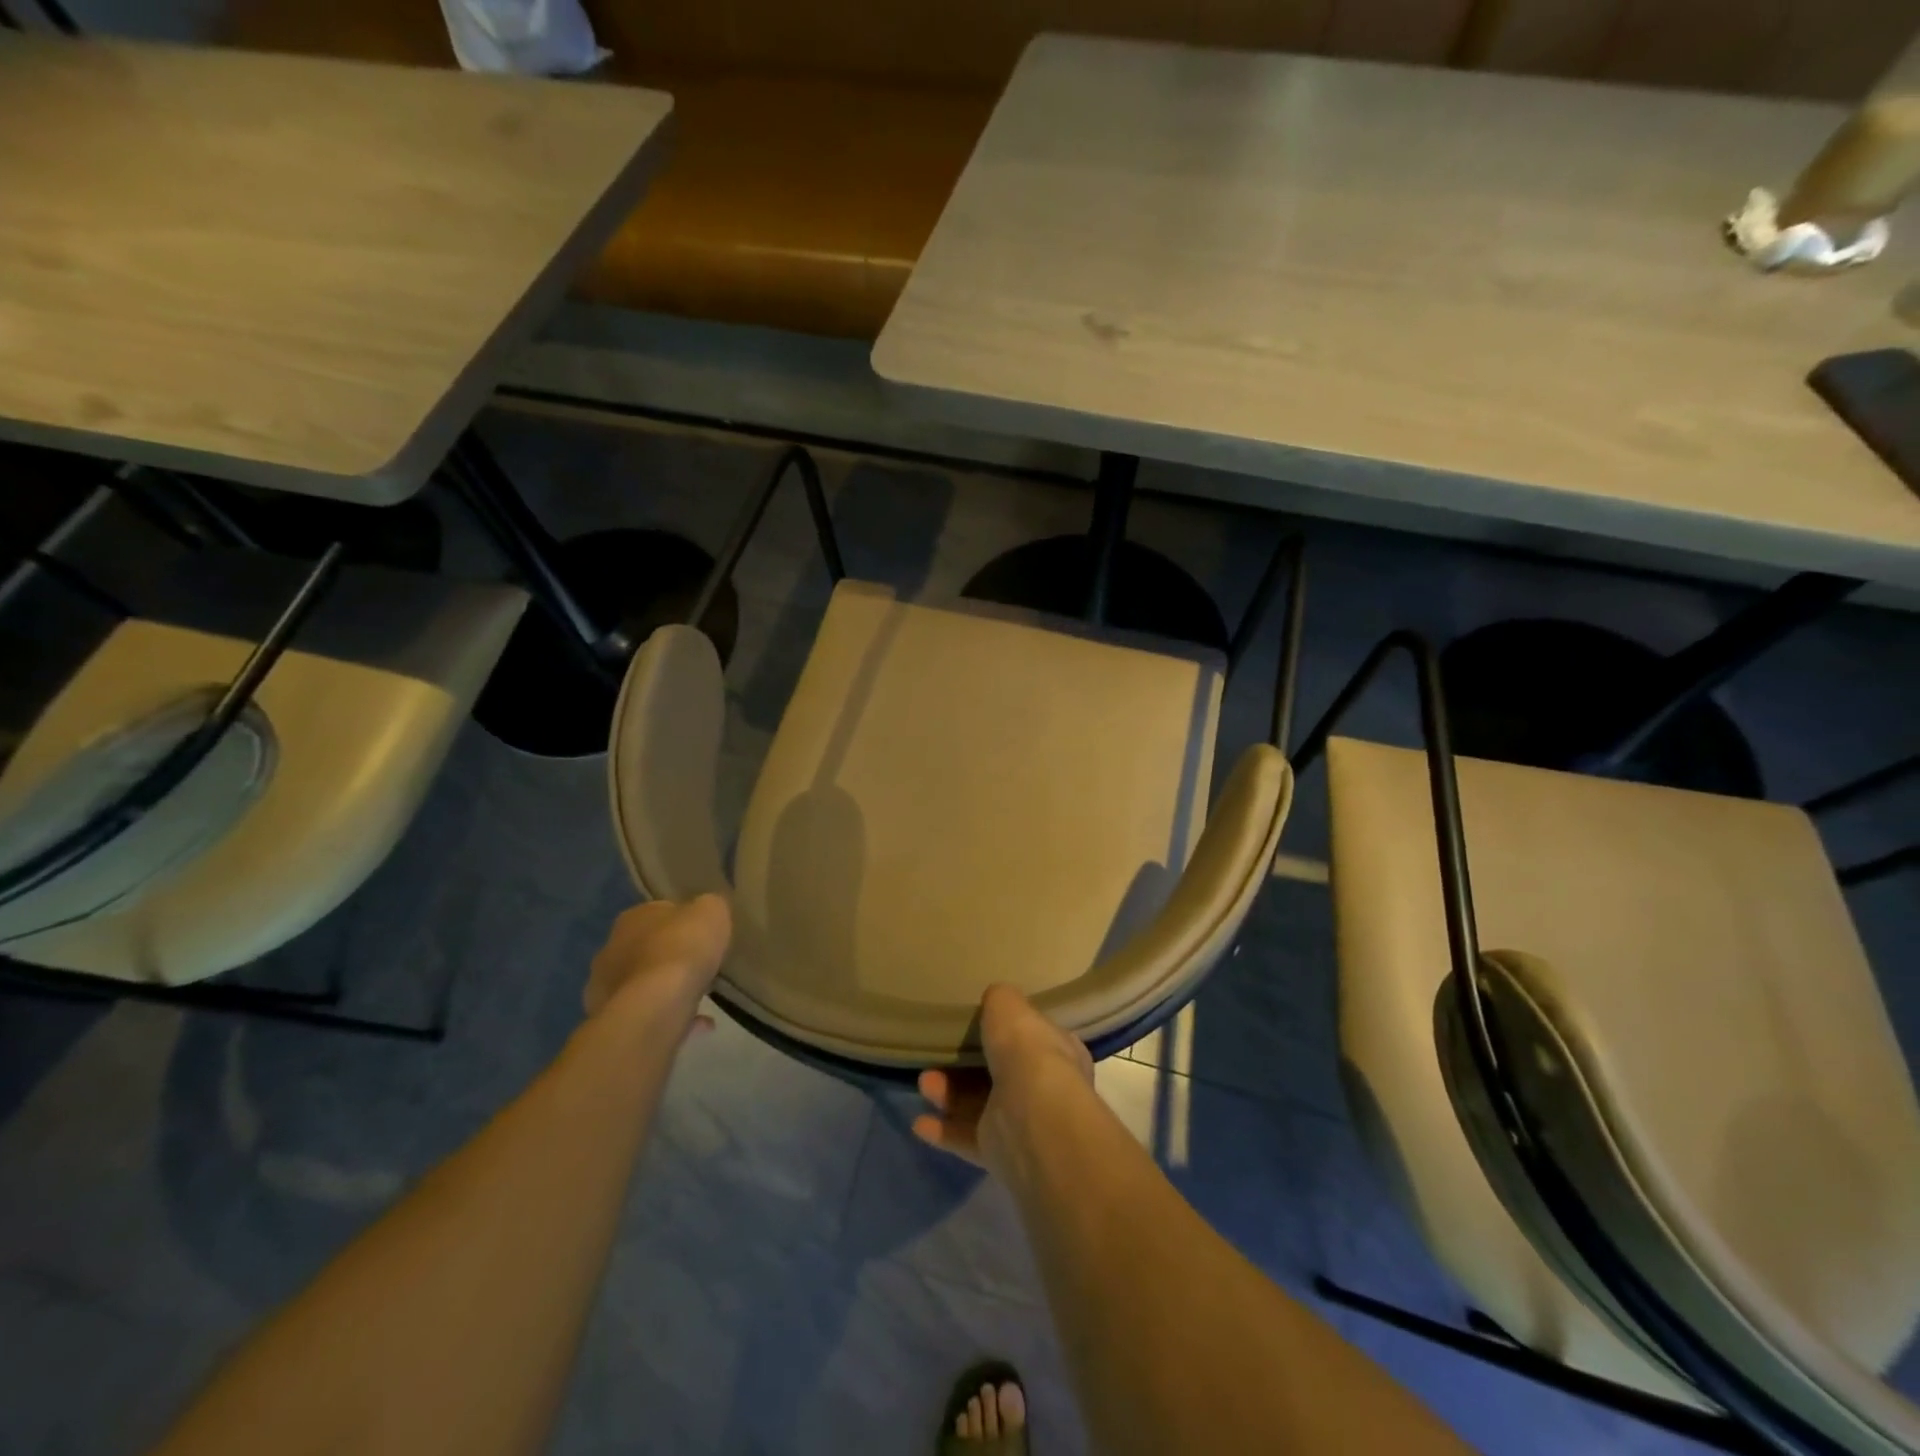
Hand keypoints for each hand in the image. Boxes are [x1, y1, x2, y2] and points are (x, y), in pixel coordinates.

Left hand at [584, 894, 731, 1026]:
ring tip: (702, 997)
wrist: (655, 1006)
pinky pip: (649, 1014)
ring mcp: (607, 988)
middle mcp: (611, 949)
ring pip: (644, 983)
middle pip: (647, 949)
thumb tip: (706, 911)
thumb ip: (709, 907)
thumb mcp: (712, 911)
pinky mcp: (613, 1021)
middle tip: (701, 965)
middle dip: (672, 956)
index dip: (685, 922)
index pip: (660, 912)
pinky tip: (700, 1022)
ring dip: (668, 988)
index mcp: (632, 918)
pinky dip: (672, 1015)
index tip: (705, 934)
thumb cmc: (683, 949)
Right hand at [912, 983, 1093, 1174]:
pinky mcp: (1000, 1153)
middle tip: (938, 1054)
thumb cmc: (1027, 1052)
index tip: (978, 1024)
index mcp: (1057, 1051)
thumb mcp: (1010, 1007)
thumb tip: (994, 999)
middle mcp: (1044, 1089)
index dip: (1006, 1032)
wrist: (1034, 1118)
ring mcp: (1022, 1124)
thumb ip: (1000, 1000)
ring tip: (924, 1082)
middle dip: (965, 1065)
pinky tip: (919, 1123)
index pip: (1032, 1039)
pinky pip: (966, 1138)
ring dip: (948, 1094)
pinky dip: (943, 1131)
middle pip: (999, 1073)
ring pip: (978, 1105)